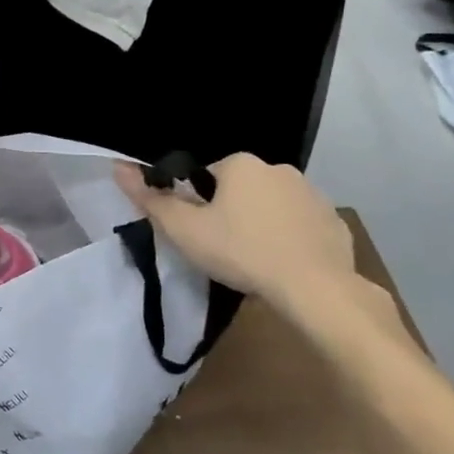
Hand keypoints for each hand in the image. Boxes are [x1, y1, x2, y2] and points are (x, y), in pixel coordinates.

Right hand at [116, 153, 354, 308]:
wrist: (315, 289)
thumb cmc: (241, 251)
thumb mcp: (184, 230)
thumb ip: (151, 200)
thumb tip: (119, 167)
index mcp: (241, 164)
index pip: (205, 176)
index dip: (196, 204)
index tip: (198, 232)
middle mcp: (278, 168)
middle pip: (239, 189)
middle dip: (229, 212)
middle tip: (222, 248)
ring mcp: (312, 194)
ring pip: (271, 206)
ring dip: (260, 224)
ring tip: (253, 260)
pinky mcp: (335, 222)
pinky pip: (301, 225)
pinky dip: (290, 239)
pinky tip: (283, 265)